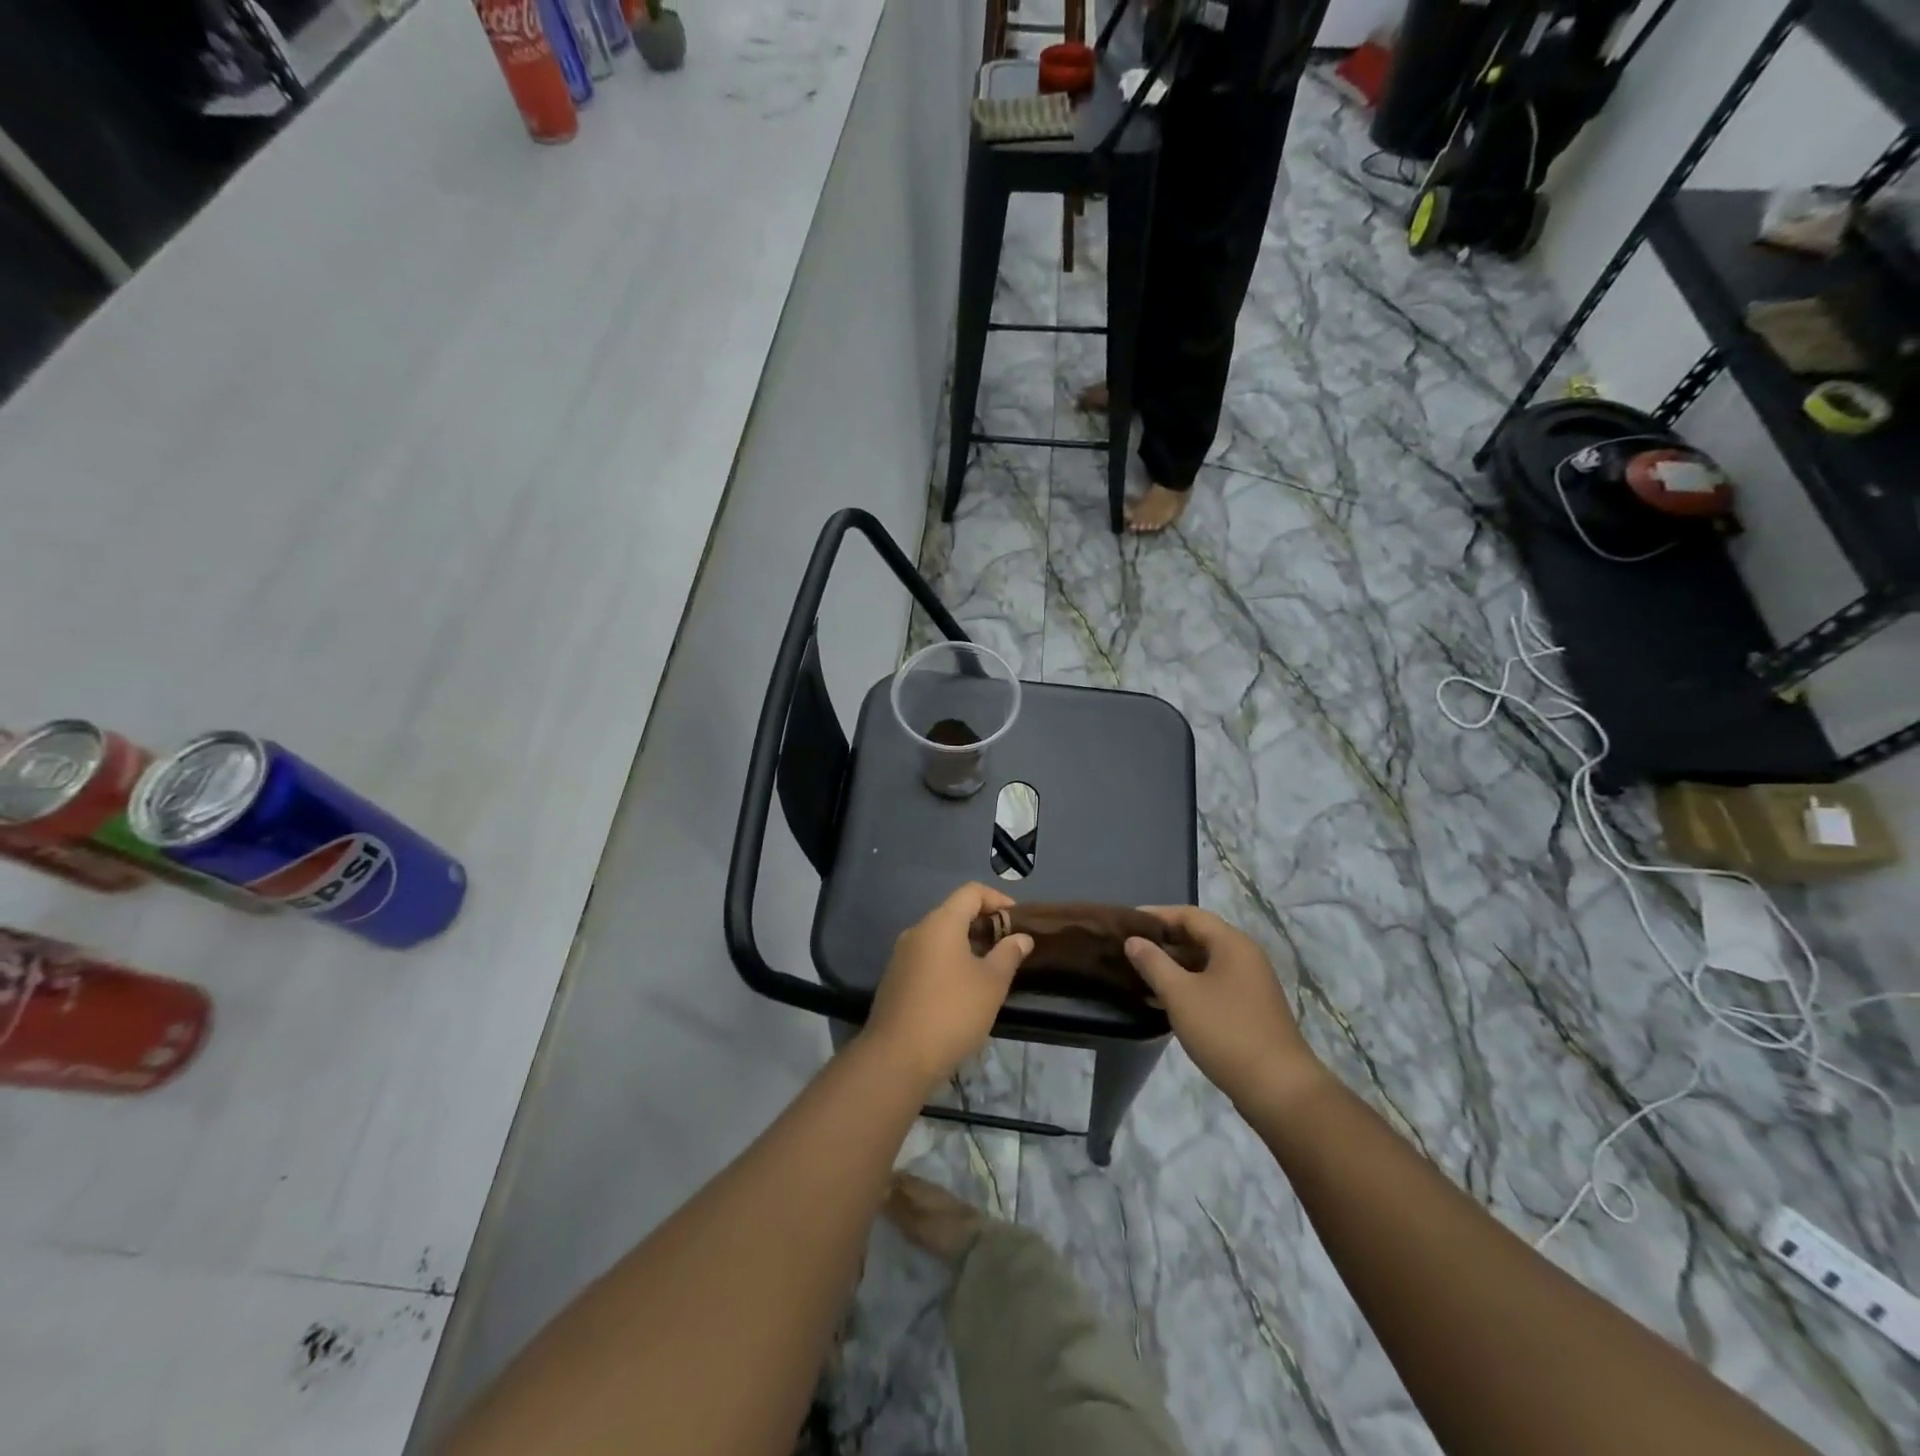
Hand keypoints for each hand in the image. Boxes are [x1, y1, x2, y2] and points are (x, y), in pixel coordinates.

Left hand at [861, 883, 1032, 1088]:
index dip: (998, 899)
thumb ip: (1009, 954)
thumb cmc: (952, 1012)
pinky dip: (949, 962)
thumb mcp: (991, 983)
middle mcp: (917, 931)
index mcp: (940, 923)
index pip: (971, 892)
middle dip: (984, 924)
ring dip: (967, 946)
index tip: (1018, 920)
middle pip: (954, 913)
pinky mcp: (895, 979)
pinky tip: (963, 990)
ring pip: (940, 937)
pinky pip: (927, 958)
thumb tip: (1021, 937)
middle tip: (1009, 947)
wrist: (897, 1057)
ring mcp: (902, 955)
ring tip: (991, 970)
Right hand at [1124, 906, 1324, 1110]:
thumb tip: (1133, 941)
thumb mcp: (1180, 995)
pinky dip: (1188, 985)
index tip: (1126, 923)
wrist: (1278, 1088)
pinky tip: (1163, 1000)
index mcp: (1231, 944)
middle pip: (1198, 936)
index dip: (1156, 915)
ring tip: (1139, 974)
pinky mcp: (1249, 1008)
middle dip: (1163, 941)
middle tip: (1128, 949)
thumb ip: (1153, 963)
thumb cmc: (1225, 1031)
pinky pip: (1212, 984)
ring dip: (1173, 965)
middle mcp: (1244, 956)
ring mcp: (1249, 984)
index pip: (1189, 915)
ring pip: (1204, 963)